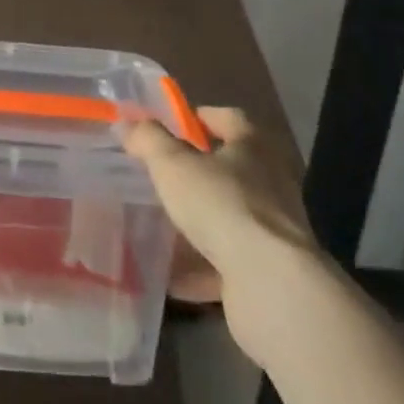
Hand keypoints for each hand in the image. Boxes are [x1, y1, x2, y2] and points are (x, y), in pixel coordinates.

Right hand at [122, 106, 321, 367]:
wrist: (271, 285)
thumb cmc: (222, 205)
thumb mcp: (173, 164)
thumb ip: (149, 140)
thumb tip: (129, 124)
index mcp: (254, 146)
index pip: (230, 118)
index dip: (201, 118)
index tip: (174, 126)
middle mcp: (272, 182)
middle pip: (233, 168)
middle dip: (200, 172)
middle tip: (164, 175)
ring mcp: (274, 229)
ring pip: (231, 216)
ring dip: (203, 221)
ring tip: (166, 224)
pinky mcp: (271, 271)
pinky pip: (230, 262)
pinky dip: (204, 267)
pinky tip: (174, 275)